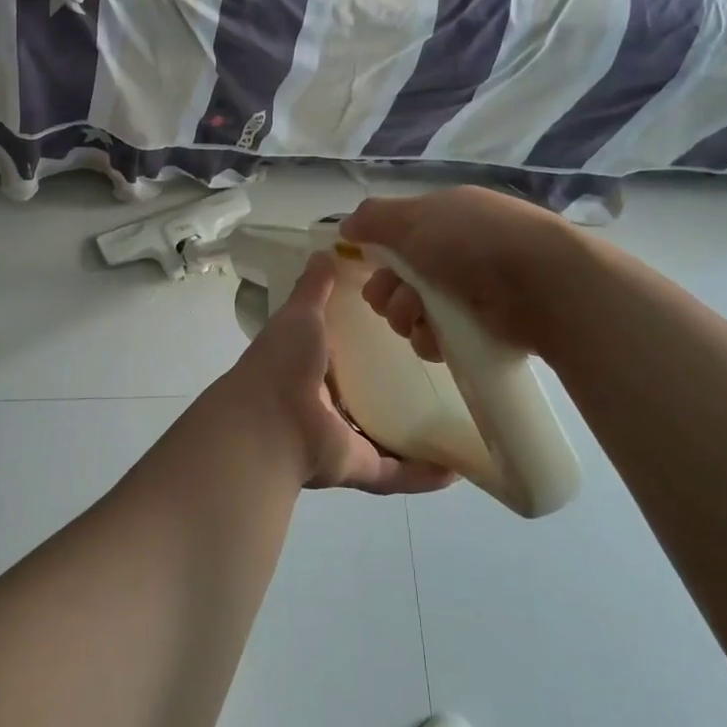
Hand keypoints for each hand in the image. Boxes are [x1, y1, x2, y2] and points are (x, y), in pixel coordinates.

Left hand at [226, 252, 455, 494]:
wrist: (268, 423)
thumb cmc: (283, 362)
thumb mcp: (300, 314)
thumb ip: (314, 287)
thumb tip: (326, 251)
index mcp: (310, 365)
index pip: (345, 350)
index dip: (370, 339)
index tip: (409, 322)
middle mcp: (325, 403)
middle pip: (367, 394)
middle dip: (397, 386)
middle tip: (443, 368)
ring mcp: (341, 439)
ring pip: (384, 436)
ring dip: (416, 433)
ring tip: (458, 419)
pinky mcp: (357, 467)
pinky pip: (396, 473)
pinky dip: (423, 475)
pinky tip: (457, 469)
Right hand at [339, 187, 573, 359]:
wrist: (543, 285)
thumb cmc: (474, 240)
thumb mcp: (416, 217)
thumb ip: (374, 219)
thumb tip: (346, 226)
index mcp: (444, 218)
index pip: (398, 237)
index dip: (378, 253)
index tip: (368, 265)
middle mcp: (455, 253)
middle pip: (399, 279)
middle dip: (387, 291)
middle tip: (395, 298)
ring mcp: (470, 293)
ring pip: (414, 312)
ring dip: (406, 316)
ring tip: (420, 316)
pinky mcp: (480, 331)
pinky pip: (437, 339)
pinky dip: (430, 340)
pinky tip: (437, 338)